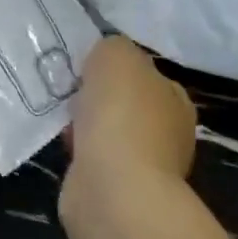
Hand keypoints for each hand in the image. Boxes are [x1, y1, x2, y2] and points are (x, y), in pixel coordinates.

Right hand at [67, 36, 196, 183]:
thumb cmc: (121, 114)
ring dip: (86, 126)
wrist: (113, 188)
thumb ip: (112, 48)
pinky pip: (94, 159)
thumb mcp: (115, 54)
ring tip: (61, 118)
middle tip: (71, 91)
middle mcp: (168, 132)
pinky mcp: (119, 190)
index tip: (87, 67)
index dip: (116, 69)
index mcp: (176, 99)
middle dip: (99, 99)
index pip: (146, 74)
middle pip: (126, 104)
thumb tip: (104, 59)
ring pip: (108, 133)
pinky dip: (79, 153)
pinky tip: (64, 145)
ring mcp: (145, 166)